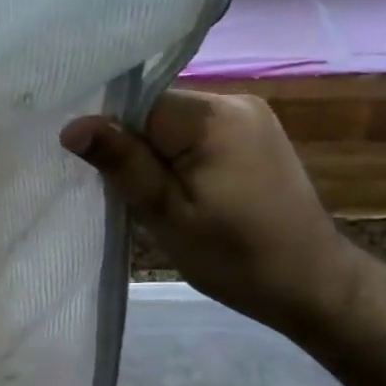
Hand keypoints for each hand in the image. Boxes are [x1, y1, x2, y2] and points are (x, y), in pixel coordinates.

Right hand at [61, 91, 354, 324]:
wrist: (312, 284)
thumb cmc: (235, 257)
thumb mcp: (167, 216)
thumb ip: (123, 164)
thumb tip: (73, 125)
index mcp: (212, 116)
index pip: (138, 104)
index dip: (113, 136)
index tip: (100, 174)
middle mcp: (235, 102)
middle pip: (157, 111)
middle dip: (136, 149)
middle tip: (127, 196)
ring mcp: (252, 118)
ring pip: (177, 125)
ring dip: (158, 157)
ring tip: (156, 200)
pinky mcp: (259, 137)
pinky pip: (201, 136)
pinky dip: (183, 160)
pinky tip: (185, 194)